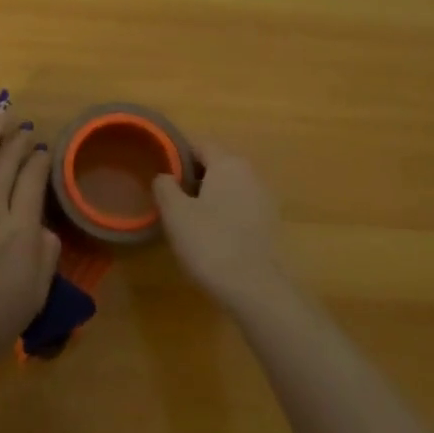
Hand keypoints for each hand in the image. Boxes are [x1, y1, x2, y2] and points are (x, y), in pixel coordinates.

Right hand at [152, 143, 293, 316]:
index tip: (163, 174)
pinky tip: (213, 234)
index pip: (200, 145)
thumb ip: (165, 187)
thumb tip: (165, 176)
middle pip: (217, 164)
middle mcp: (250, 172)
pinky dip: (226, 212)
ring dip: (211, 195)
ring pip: (230, 186)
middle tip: (172, 198)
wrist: (254, 287)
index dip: (179, 155)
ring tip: (190, 218)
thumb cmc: (209, 242)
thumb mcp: (175, 213)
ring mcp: (264, 197)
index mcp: (227, 163)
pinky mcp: (270, 222)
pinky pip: (241, 206)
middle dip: (195, 176)